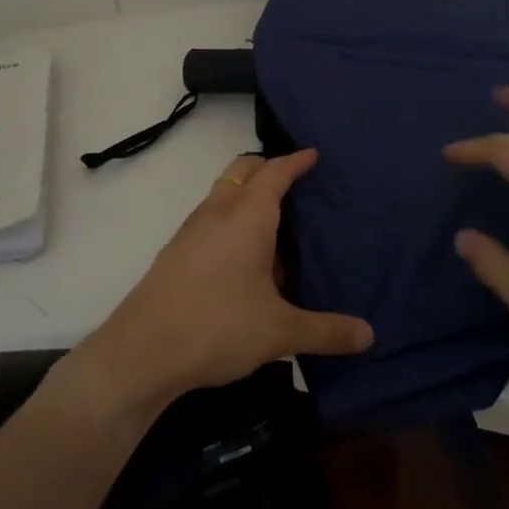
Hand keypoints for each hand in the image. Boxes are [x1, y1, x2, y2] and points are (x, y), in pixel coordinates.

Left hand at [82, 150, 373, 408]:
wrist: (139, 354)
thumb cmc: (217, 327)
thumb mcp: (279, 332)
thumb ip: (325, 331)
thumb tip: (369, 336)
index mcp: (247, 216)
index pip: (275, 172)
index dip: (295, 161)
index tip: (312, 154)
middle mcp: (217, 212)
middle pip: (243, 171)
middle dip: (268, 169)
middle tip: (295, 183)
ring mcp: (191, 232)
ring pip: (223, 194)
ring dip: (246, 196)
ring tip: (275, 224)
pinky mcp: (174, 254)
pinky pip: (210, 220)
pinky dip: (230, 221)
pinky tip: (244, 260)